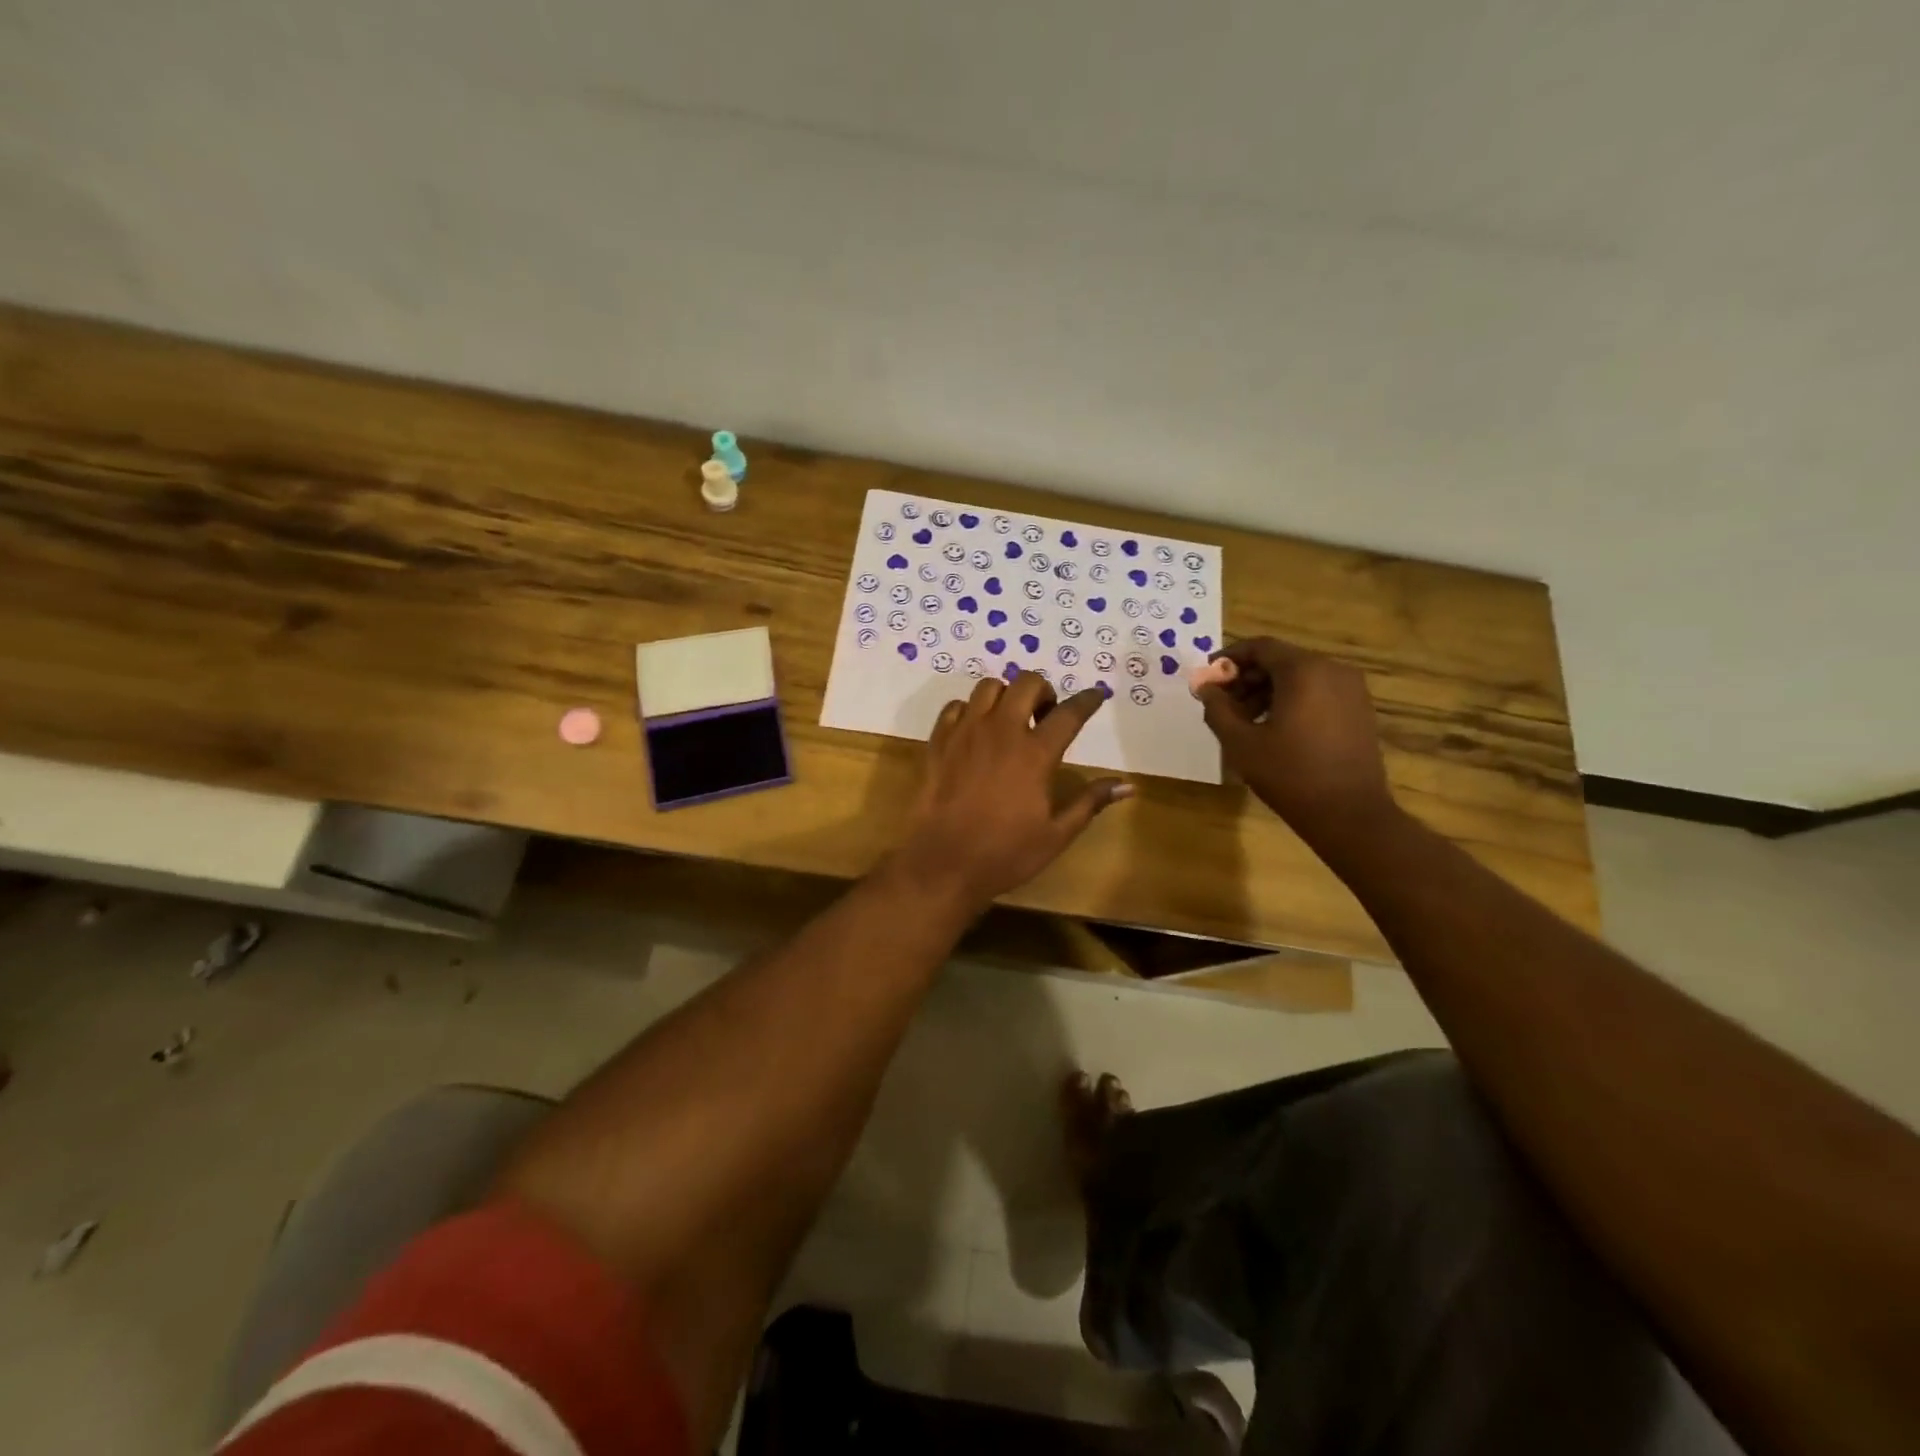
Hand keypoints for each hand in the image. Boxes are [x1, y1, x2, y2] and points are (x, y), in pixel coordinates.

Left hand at [890, 672, 1131, 911]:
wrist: (943, 863)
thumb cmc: (1005, 853)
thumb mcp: (1056, 834)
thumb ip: (1090, 802)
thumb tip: (1127, 785)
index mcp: (1035, 753)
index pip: (1069, 713)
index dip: (1087, 700)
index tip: (1096, 696)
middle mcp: (1001, 731)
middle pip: (1027, 683)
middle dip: (1043, 691)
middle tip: (1044, 716)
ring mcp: (965, 732)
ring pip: (988, 687)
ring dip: (1005, 695)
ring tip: (1009, 719)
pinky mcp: (938, 741)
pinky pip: (955, 706)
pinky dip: (970, 710)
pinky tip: (975, 731)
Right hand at [1196, 638, 1396, 842]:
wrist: (1349, 813)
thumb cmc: (1289, 774)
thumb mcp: (1240, 743)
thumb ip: (1217, 708)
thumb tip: (1204, 687)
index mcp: (1304, 671)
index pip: (1260, 647)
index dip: (1230, 658)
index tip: (1208, 677)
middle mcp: (1332, 670)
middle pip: (1280, 660)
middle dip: (1247, 677)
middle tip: (1222, 703)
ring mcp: (1351, 690)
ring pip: (1299, 677)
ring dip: (1267, 690)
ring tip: (1245, 720)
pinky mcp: (1359, 710)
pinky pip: (1318, 692)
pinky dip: (1292, 700)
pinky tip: (1274, 728)